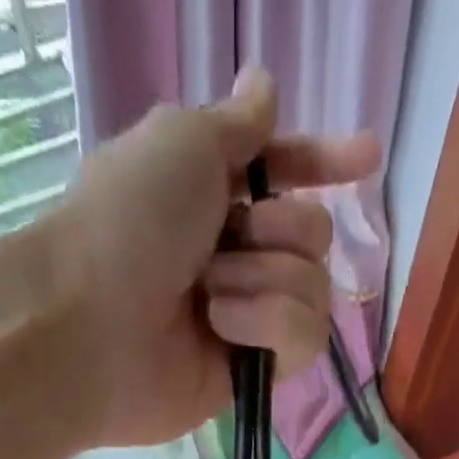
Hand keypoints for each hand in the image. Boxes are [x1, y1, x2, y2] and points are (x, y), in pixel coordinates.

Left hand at [47, 66, 380, 449]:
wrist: (92, 328)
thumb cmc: (129, 222)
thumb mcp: (183, 141)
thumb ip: (236, 123)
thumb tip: (264, 87)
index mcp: (215, 195)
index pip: (286, 175)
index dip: (324, 164)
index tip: (366, 158)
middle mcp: (235, 256)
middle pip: (313, 234)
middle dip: (281, 232)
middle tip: (229, 243)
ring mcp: (247, 317)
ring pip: (315, 287)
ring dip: (266, 280)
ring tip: (210, 296)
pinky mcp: (252, 371)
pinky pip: (305, 339)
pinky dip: (269, 324)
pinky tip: (223, 329)